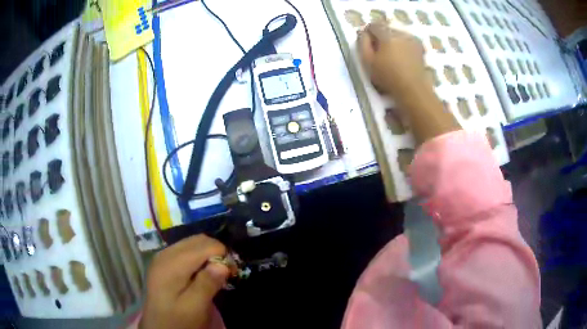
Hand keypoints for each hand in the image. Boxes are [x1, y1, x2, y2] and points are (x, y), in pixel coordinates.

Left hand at [140, 235, 229, 328]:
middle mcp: (165, 254)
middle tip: (225, 272)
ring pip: (192, 242)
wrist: (158, 326)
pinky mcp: (163, 261)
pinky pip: (185, 249)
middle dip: (216, 252)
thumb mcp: (195, 308)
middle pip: (198, 240)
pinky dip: (198, 256)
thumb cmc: (177, 319)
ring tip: (215, 273)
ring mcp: (162, 256)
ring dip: (208, 254)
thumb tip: (223, 265)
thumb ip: (207, 285)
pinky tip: (201, 273)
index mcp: (171, 264)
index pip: (204, 246)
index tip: (232, 273)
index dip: (222, 255)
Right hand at [358, 22, 427, 97]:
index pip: (373, 25)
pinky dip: (402, 45)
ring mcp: (412, 39)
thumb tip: (362, 32)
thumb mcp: (367, 61)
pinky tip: (401, 57)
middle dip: (381, 36)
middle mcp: (400, 33)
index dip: (367, 33)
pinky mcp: (420, 48)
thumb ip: (362, 43)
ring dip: (392, 40)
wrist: (413, 89)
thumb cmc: (388, 76)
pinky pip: (407, 41)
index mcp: (387, 34)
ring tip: (390, 55)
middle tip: (378, 51)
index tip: (367, 44)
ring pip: (397, 34)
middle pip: (386, 28)